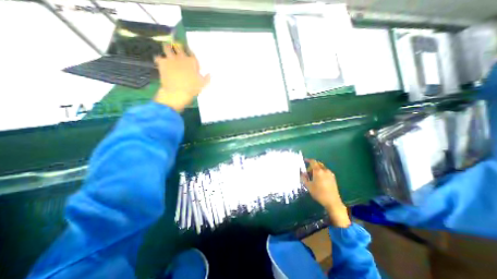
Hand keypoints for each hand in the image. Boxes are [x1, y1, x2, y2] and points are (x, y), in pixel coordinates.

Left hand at [155, 43, 209, 110]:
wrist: (177, 92)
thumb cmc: (192, 88)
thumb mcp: (202, 85)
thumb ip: (207, 78)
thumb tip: (210, 74)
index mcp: (192, 61)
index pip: (192, 53)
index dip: (190, 54)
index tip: (190, 57)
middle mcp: (181, 57)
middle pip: (178, 47)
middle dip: (177, 47)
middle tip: (177, 49)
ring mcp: (171, 59)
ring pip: (167, 48)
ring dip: (167, 48)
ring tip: (167, 51)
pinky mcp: (162, 63)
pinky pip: (158, 57)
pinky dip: (159, 59)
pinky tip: (160, 62)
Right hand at [300, 160, 350, 227]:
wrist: (332, 202)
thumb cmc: (319, 193)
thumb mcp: (308, 186)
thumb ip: (303, 178)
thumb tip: (301, 173)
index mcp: (318, 171)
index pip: (313, 162)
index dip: (308, 160)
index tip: (304, 161)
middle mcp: (325, 170)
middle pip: (317, 164)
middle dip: (312, 166)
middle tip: (307, 172)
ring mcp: (330, 174)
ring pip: (322, 168)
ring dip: (317, 169)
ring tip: (313, 177)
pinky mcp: (333, 178)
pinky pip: (325, 171)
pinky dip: (321, 172)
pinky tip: (319, 179)